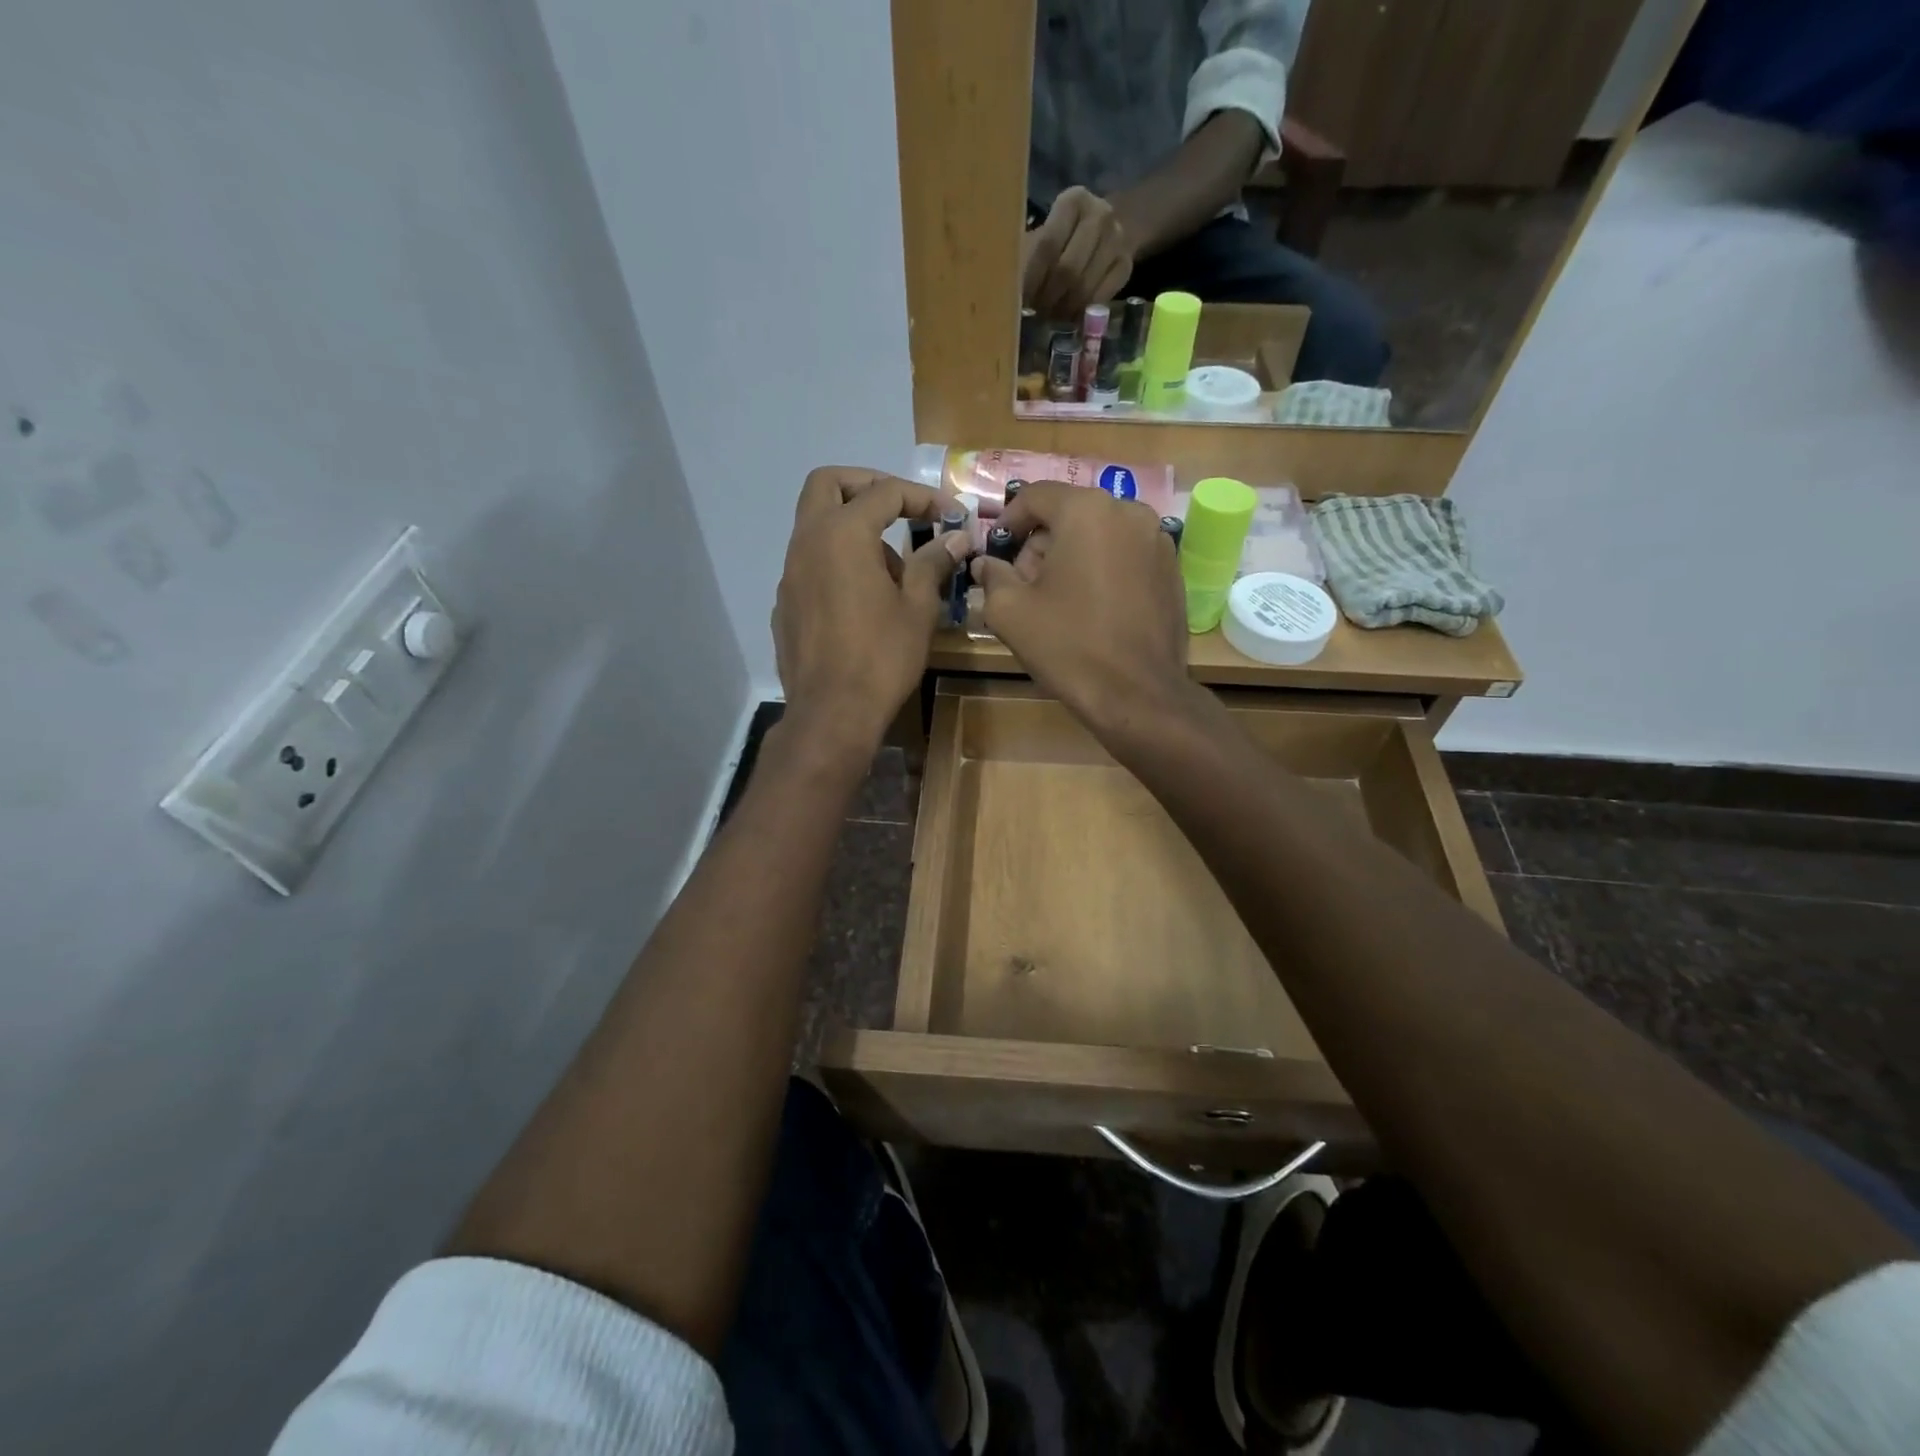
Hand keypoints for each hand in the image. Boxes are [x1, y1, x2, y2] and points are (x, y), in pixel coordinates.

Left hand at [774, 467, 967, 750]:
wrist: (832, 713)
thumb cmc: (881, 657)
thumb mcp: (917, 608)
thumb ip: (932, 563)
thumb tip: (954, 539)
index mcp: (842, 534)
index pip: (884, 493)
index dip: (922, 496)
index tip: (949, 514)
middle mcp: (807, 542)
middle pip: (828, 484)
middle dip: (867, 486)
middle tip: (900, 508)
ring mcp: (790, 573)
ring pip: (817, 525)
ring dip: (854, 528)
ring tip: (893, 572)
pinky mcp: (786, 603)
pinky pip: (811, 564)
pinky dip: (837, 562)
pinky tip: (863, 601)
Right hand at [970, 482, 1192, 737]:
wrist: (1137, 694)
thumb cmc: (1068, 646)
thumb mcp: (1009, 611)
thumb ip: (992, 576)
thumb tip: (986, 564)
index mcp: (1087, 510)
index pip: (1036, 495)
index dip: (1008, 521)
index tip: (995, 551)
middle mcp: (1129, 511)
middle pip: (1070, 513)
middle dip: (1041, 543)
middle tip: (1022, 583)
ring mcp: (1157, 540)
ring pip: (1100, 533)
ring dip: (1072, 556)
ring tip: (1056, 599)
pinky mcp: (1172, 569)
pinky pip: (1125, 555)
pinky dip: (1102, 569)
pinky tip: (1091, 608)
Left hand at [1021, 187, 1133, 317]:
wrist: (1097, 236)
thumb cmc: (1057, 241)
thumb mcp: (1037, 240)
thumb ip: (1023, 258)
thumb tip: (1004, 292)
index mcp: (1074, 200)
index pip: (1048, 246)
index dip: (1031, 279)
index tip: (1019, 301)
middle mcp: (1101, 214)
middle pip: (1068, 270)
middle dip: (1048, 299)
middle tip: (1035, 315)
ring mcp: (1118, 239)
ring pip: (1085, 288)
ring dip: (1063, 310)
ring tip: (1048, 319)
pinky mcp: (1126, 265)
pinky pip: (1101, 299)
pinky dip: (1082, 314)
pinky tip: (1069, 318)